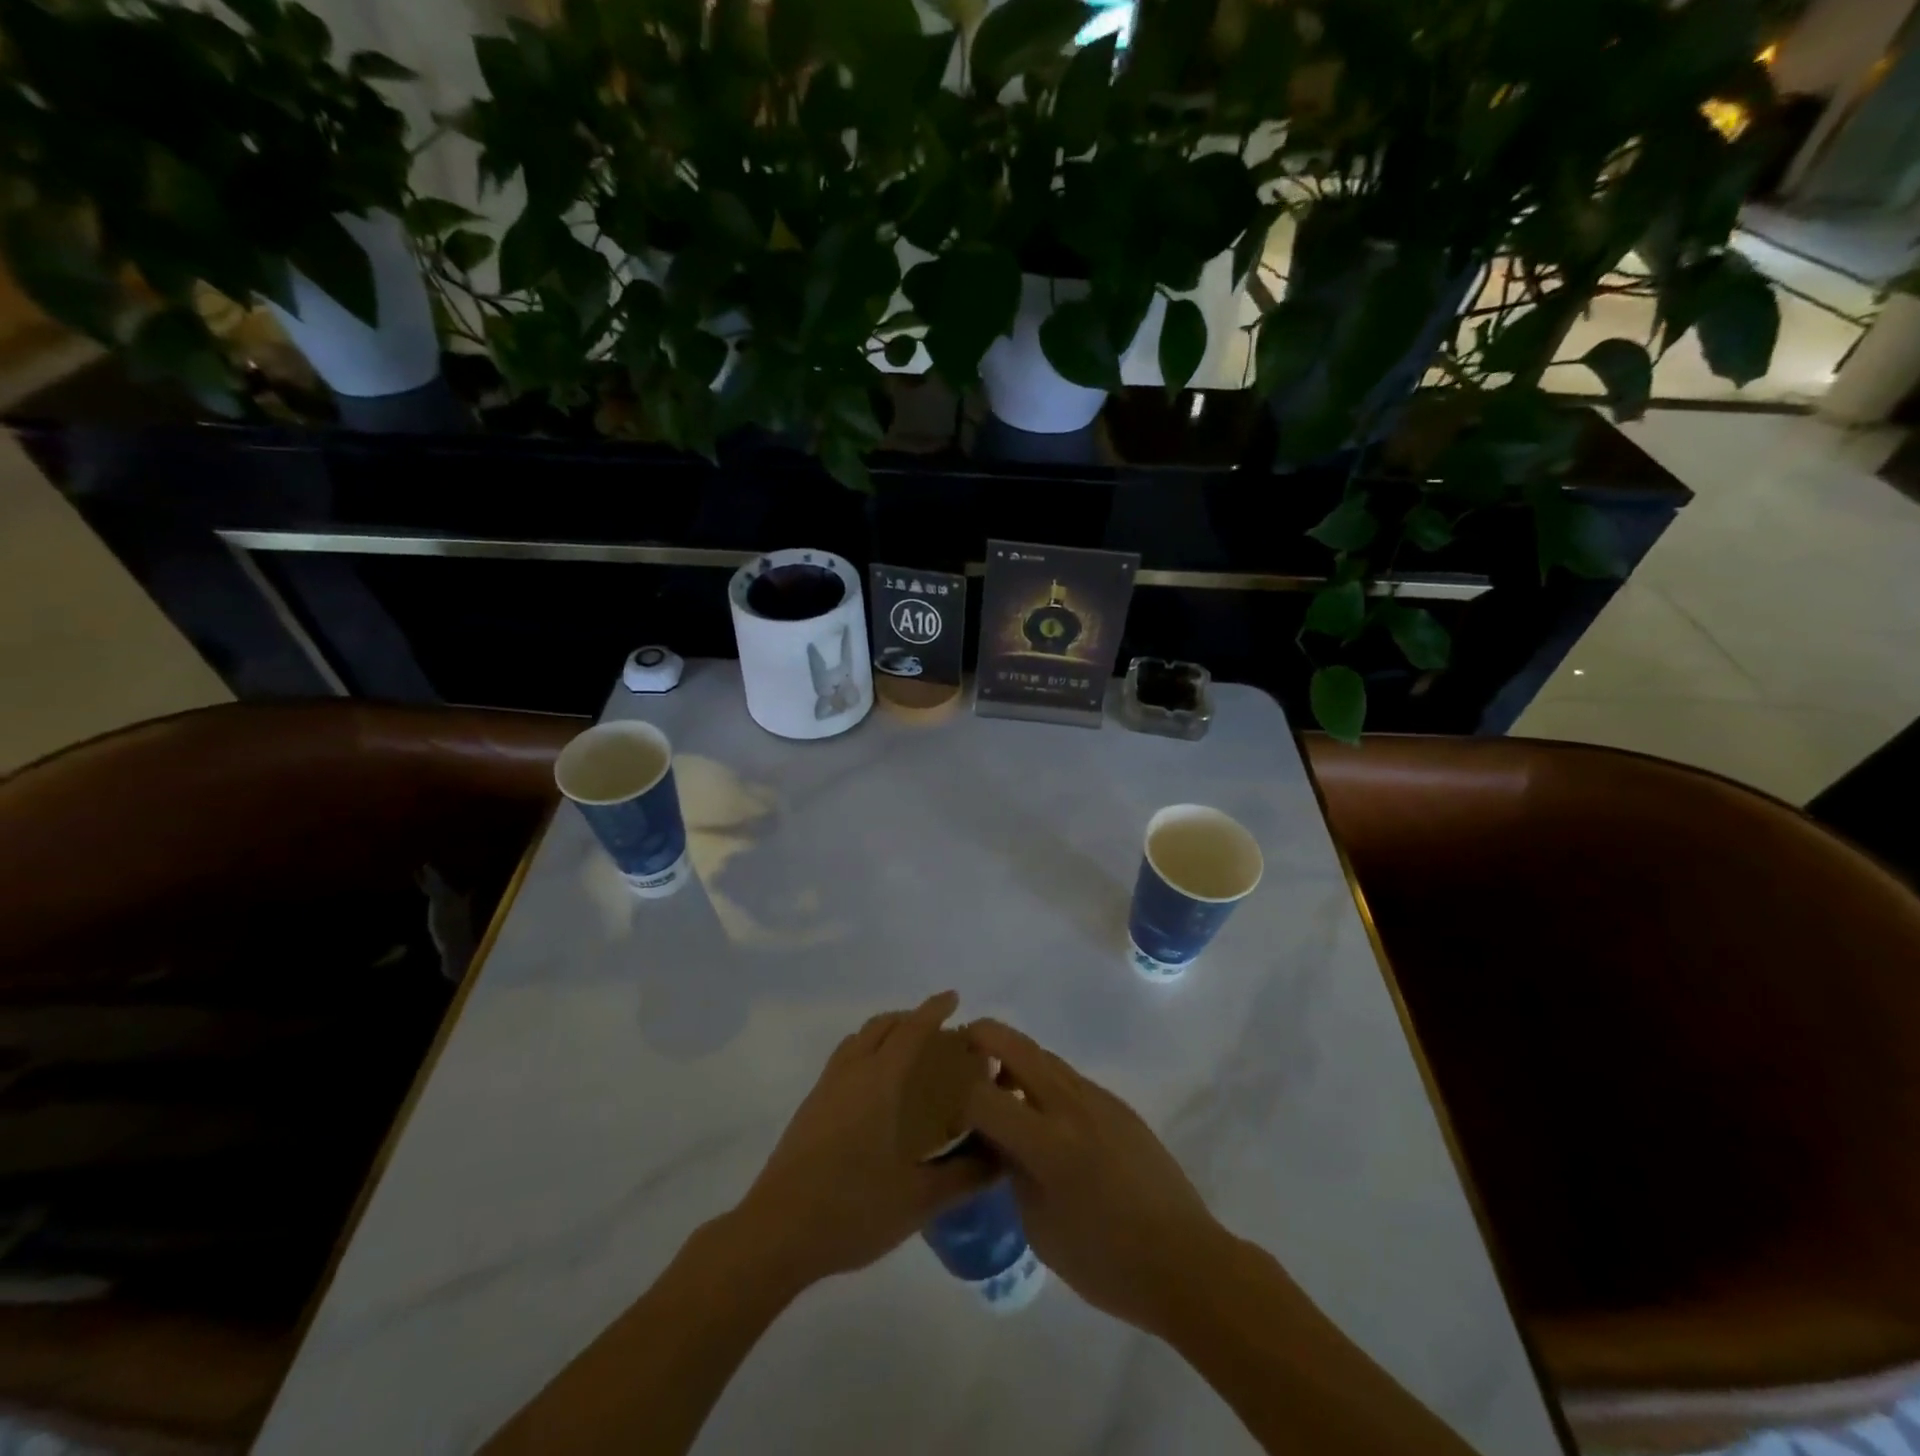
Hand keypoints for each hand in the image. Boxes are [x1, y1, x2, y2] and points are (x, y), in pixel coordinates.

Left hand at [731, 992, 993, 1292]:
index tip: (953, 998)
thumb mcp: (918, 1199)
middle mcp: (852, 1073)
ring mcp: (826, 1088)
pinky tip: (874, 1088)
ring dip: (884, 1032)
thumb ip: (964, 1176)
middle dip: (910, 1017)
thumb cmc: (853, 1209)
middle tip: (936, 1028)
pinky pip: (844, 1058)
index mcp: (881, 1082)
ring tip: (906, 1050)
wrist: (776, 1232)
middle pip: (882, 1026)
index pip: (912, 1031)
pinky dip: (865, 1050)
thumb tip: (1002, 1157)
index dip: (934, 1010)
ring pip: (859, 1039)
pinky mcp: (810, 1107)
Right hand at [961, 1019, 1225, 1336]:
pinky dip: (1042, 1080)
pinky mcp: (1116, 1104)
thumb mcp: (1040, 1228)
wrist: (1184, 1260)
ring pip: (1043, 1055)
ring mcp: (1097, 1098)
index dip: (955, 1095)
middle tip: (960, 1052)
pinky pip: (1068, 1078)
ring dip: (1013, 1058)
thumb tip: (995, 1139)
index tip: (940, 1100)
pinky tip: (1042, 1115)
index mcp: (1048, 1143)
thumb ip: (1011, 1171)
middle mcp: (1070, 1105)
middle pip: (1015, 1045)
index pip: (983, 1096)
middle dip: (981, 1037)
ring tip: (998, 1085)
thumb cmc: (1105, 1261)